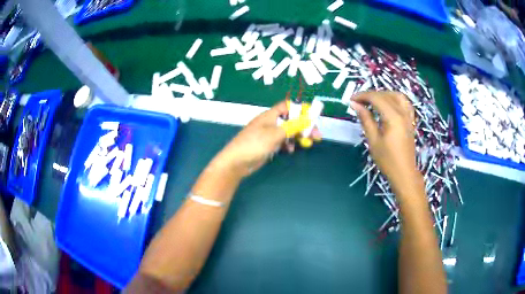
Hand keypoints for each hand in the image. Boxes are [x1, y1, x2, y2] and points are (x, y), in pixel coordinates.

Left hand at [213, 101, 320, 177]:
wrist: (236, 162)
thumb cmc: (254, 144)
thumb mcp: (275, 134)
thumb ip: (292, 126)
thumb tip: (308, 119)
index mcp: (270, 115)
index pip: (288, 106)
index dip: (301, 109)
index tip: (313, 117)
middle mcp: (270, 122)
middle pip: (291, 120)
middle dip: (304, 126)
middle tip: (317, 135)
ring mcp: (269, 134)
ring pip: (288, 132)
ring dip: (298, 136)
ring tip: (307, 144)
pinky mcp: (268, 145)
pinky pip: (283, 141)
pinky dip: (289, 144)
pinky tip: (291, 150)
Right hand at [351, 91, 422, 197]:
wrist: (404, 173)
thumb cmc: (387, 160)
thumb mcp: (373, 140)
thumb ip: (365, 119)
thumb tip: (355, 104)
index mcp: (393, 117)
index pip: (376, 98)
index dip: (362, 96)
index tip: (351, 100)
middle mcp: (402, 112)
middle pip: (386, 95)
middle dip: (371, 95)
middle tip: (358, 101)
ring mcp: (408, 116)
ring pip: (396, 95)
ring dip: (383, 94)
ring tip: (373, 101)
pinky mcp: (410, 120)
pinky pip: (404, 103)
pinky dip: (395, 99)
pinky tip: (388, 104)